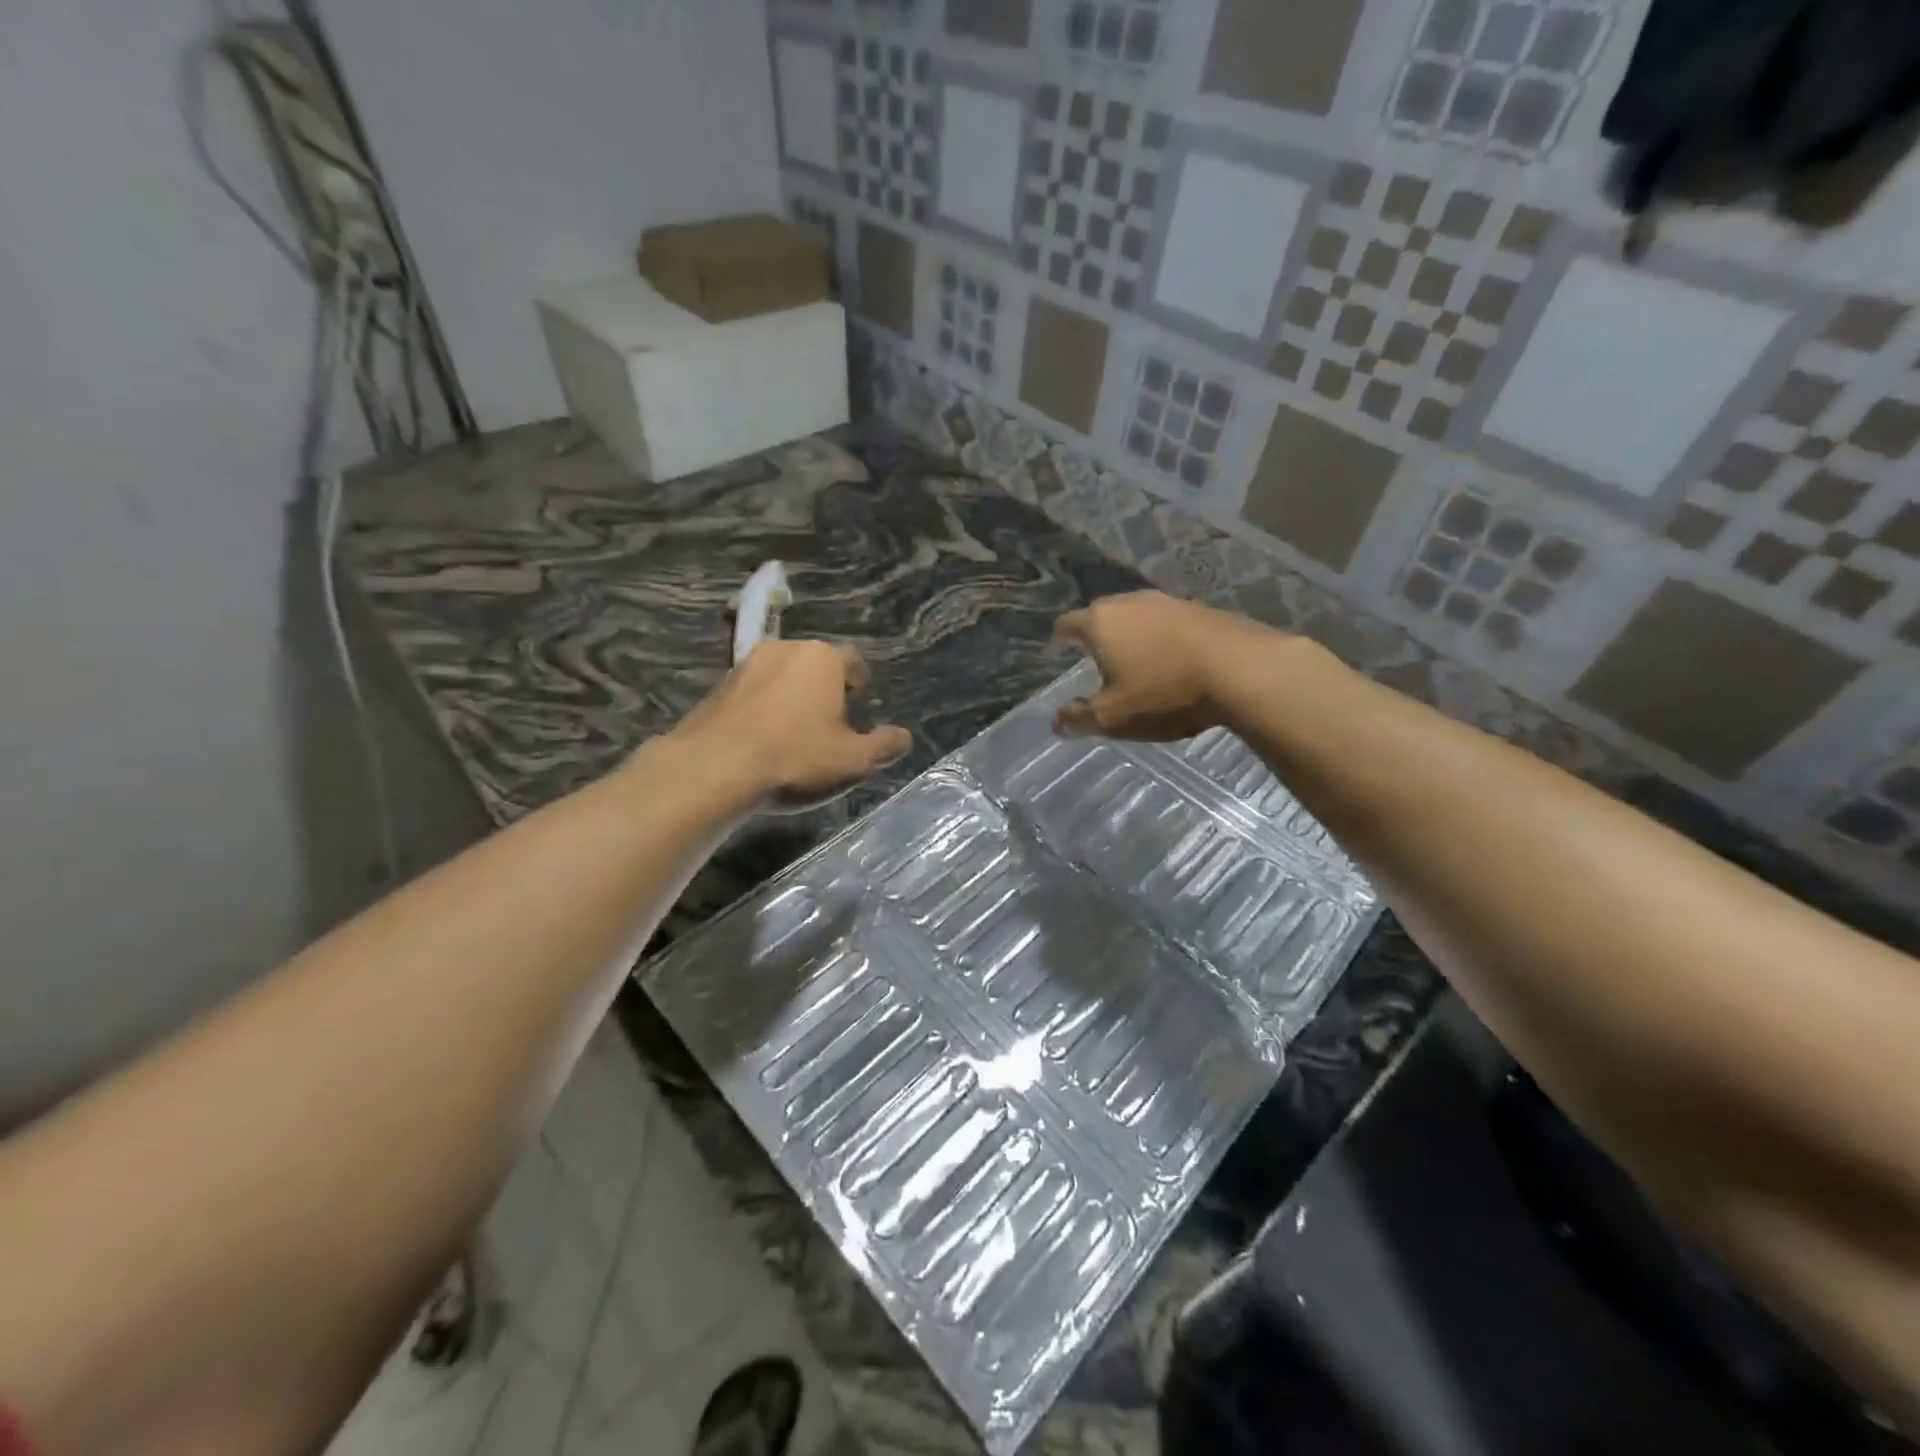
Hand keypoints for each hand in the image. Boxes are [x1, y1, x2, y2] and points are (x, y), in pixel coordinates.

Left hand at [673, 640, 911, 798]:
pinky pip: (753, 693)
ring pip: (781, 677)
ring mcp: (746, 664)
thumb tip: (903, 737)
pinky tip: (761, 742)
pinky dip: (762, 710)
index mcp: (823, 658)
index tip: (857, 712)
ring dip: (791, 699)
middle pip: (816, 666)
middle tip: (829, 727)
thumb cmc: (795, 757)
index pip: (853, 663)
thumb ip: (885, 746)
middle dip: (825, 691)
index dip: (859, 687)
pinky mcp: (718, 686)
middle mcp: (785, 649)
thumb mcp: (854, 760)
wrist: (713, 769)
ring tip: (793, 736)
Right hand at [1052, 591, 1272, 741]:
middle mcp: (1130, 602)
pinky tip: (1170, 657)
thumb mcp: (1113, 717)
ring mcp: (1168, 601)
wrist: (1242, 669)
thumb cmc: (1164, 692)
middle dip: (1093, 633)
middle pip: (1101, 613)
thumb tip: (1056, 721)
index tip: (1056, 653)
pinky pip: (1167, 621)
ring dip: (1129, 633)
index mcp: (1101, 623)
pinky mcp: (1200, 608)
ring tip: (1132, 656)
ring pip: (1136, 614)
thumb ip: (1080, 718)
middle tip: (1092, 656)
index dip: (1058, 640)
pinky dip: (1160, 636)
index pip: (1067, 624)